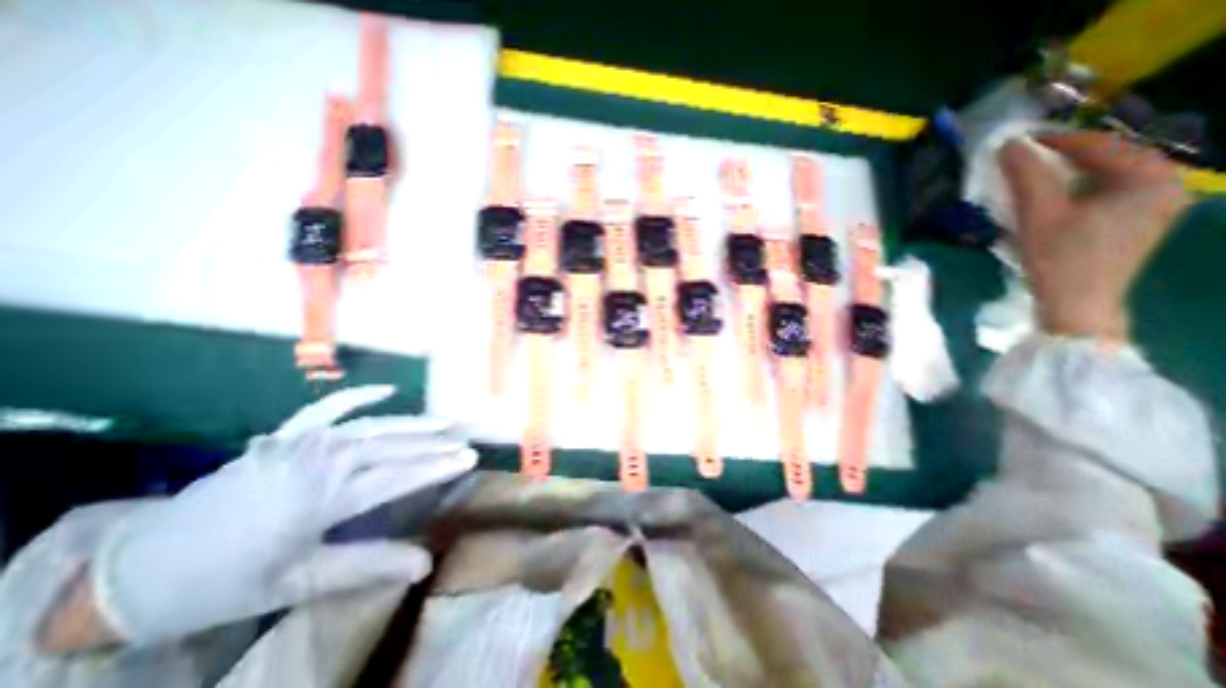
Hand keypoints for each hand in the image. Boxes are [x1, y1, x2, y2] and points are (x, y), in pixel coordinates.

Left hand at [89, 386, 472, 644]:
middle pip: (392, 447)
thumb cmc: (225, 582)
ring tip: (443, 422)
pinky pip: (328, 407)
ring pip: (372, 425)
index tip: (470, 458)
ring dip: (411, 423)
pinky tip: (388, 390)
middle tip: (465, 439)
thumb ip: (367, 566)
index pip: (399, 477)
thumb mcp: (298, 584)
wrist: (136, 570)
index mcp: (324, 498)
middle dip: (433, 444)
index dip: (437, 467)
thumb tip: (424, 564)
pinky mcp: (286, 435)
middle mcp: (320, 462)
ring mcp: (302, 442)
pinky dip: (359, 395)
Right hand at [994, 131, 1189, 341]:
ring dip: (1073, 172)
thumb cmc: (1059, 256)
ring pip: (1111, 175)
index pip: (1099, 145)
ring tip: (1037, 176)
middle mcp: (1166, 182)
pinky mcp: (1144, 220)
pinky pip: (1114, 191)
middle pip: (1109, 158)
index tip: (1019, 142)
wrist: (1079, 302)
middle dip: (1066, 156)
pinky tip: (1060, 197)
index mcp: (1148, 176)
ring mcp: (1160, 203)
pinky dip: (1084, 188)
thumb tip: (1009, 146)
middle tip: (1026, 159)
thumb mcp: (1037, 214)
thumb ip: (1026, 176)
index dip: (1055, 140)